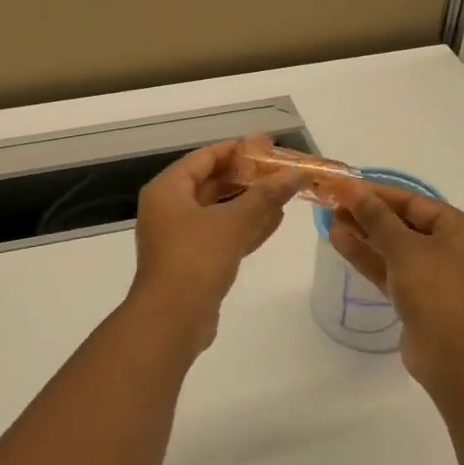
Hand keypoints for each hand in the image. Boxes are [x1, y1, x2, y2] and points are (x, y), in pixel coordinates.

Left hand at [127, 140, 302, 354]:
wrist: (172, 320)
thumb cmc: (196, 259)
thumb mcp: (234, 222)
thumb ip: (266, 195)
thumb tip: (296, 173)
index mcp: (168, 190)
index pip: (204, 158)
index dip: (237, 149)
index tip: (267, 144)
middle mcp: (169, 209)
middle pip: (212, 183)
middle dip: (246, 176)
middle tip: (280, 169)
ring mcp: (180, 237)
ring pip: (219, 210)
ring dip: (250, 202)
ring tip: (284, 192)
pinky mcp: (193, 261)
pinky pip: (222, 235)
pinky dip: (245, 226)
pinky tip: (275, 221)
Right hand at [327, 180, 463, 389]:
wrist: (454, 357)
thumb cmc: (437, 291)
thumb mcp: (405, 248)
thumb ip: (377, 217)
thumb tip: (353, 189)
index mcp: (460, 229)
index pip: (414, 201)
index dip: (378, 192)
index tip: (345, 186)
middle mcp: (450, 249)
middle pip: (403, 223)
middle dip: (368, 213)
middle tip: (333, 203)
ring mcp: (433, 276)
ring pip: (393, 247)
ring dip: (363, 234)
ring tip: (330, 219)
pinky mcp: (416, 299)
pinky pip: (389, 269)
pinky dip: (367, 256)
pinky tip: (338, 241)